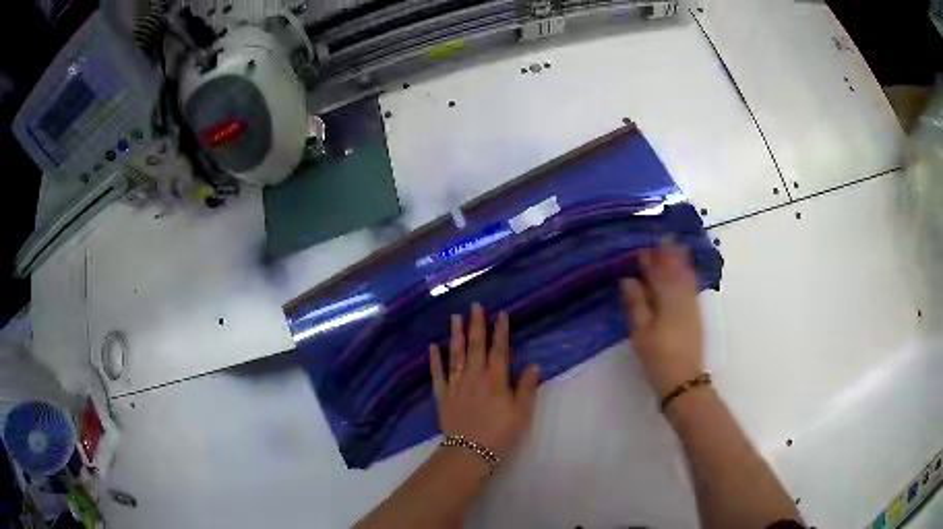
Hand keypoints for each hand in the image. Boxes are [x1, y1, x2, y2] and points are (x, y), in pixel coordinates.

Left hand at [429, 303, 540, 457]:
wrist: (470, 451)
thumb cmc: (500, 432)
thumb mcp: (521, 412)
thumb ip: (527, 387)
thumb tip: (534, 365)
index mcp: (496, 380)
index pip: (499, 350)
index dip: (501, 331)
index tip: (501, 314)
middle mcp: (475, 376)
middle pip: (476, 346)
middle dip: (476, 325)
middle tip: (475, 306)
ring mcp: (456, 384)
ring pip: (456, 355)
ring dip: (456, 335)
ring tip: (454, 317)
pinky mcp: (443, 395)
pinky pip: (438, 374)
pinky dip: (435, 360)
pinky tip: (432, 346)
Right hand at [620, 245, 704, 396]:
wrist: (684, 380)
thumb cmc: (658, 357)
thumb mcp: (641, 333)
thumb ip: (636, 304)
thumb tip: (629, 279)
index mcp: (667, 299)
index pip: (658, 272)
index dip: (650, 259)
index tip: (642, 247)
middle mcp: (683, 297)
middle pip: (675, 269)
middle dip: (668, 253)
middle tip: (662, 237)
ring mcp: (692, 305)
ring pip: (686, 276)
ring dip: (680, 260)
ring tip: (674, 246)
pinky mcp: (696, 314)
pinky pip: (691, 286)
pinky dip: (687, 274)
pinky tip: (684, 272)